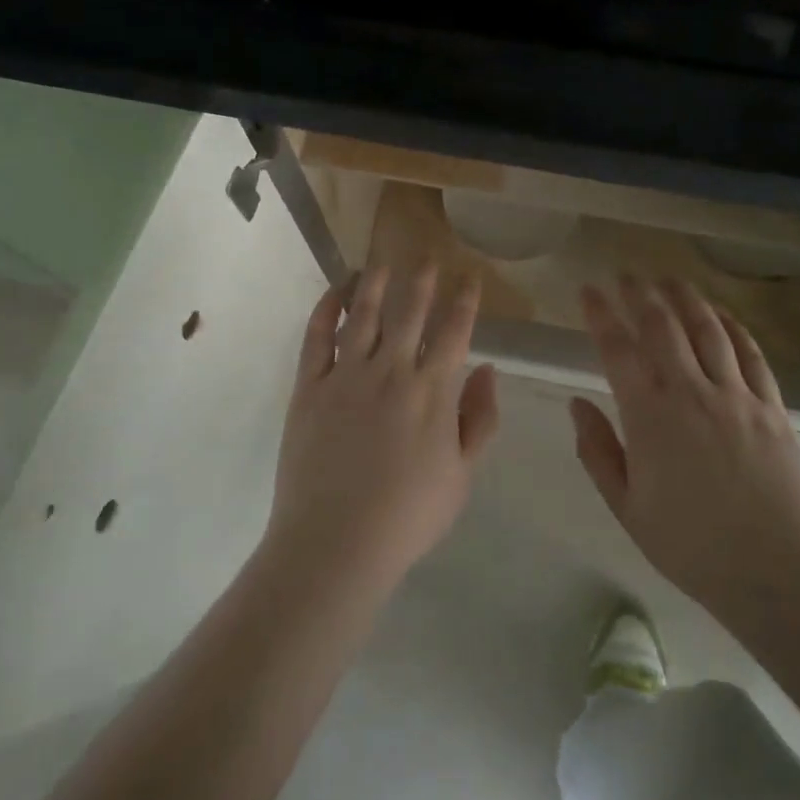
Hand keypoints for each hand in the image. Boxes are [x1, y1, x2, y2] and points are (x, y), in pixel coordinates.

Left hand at [265, 264, 499, 595]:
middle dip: (422, 280)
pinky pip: (316, 337)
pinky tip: (334, 292)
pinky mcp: (309, 387)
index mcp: (433, 390)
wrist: (336, 543)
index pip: (454, 331)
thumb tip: (489, 369)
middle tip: (428, 256)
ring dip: (375, 283)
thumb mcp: (462, 475)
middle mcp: (391, 370)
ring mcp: (346, 375)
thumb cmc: (408, 515)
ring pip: (363, 314)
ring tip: (382, 262)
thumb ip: (479, 418)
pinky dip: (325, 309)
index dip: (465, 300)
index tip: (470, 277)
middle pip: (409, 311)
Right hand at [570, 275, 799, 625]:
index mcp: (649, 415)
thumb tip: (576, 404)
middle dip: (640, 293)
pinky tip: (722, 315)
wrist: (778, 571)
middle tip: (626, 274)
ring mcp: (736, 395)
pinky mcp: (771, 406)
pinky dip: (733, 327)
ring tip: (669, 278)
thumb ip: (598, 451)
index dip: (599, 314)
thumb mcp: (627, 508)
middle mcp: (691, 391)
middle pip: (662, 325)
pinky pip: (750, 353)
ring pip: (707, 329)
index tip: (588, 290)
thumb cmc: (692, 545)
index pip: (617, 348)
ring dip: (685, 298)